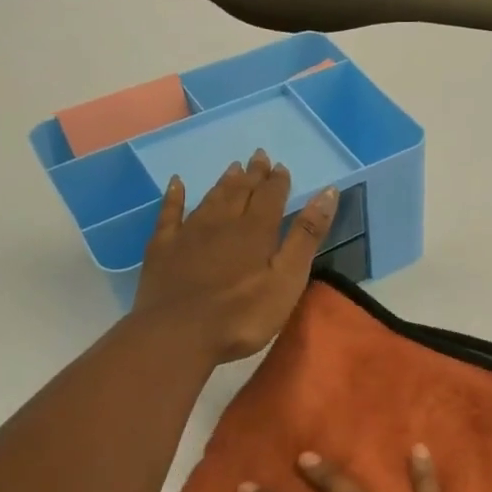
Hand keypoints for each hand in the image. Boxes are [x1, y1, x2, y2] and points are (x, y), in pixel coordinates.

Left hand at [130, 149, 336, 361]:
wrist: (177, 334)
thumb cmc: (242, 314)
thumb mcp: (287, 279)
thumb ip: (306, 236)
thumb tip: (328, 193)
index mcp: (256, 231)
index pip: (271, 197)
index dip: (278, 181)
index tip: (281, 167)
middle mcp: (222, 222)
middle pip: (240, 192)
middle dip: (252, 175)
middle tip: (258, 157)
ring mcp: (189, 233)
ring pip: (210, 199)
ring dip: (223, 182)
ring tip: (233, 168)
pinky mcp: (162, 248)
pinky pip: (169, 213)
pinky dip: (174, 196)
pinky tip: (176, 183)